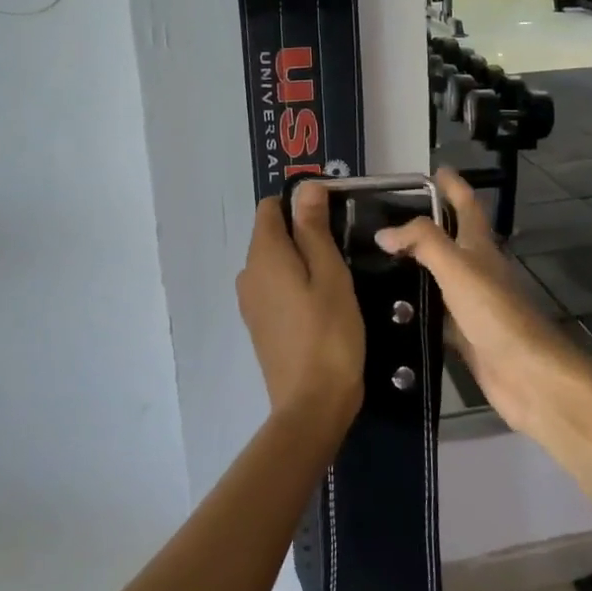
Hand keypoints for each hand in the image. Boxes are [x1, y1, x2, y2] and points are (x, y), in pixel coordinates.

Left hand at [236, 183, 365, 434]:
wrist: (312, 404)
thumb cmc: (329, 332)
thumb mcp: (330, 274)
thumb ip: (314, 228)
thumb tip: (305, 186)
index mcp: (263, 255)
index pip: (270, 208)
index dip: (300, 204)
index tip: (334, 217)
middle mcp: (248, 274)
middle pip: (271, 235)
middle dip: (303, 232)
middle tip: (343, 249)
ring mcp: (250, 302)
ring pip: (274, 263)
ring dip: (301, 260)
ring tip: (338, 277)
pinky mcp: (259, 325)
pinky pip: (275, 288)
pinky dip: (295, 284)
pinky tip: (322, 303)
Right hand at [374, 167, 591, 437]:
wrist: (527, 374)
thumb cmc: (495, 313)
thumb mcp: (458, 267)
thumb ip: (423, 242)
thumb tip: (384, 231)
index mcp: (480, 246)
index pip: (467, 205)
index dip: (453, 185)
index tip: (435, 169)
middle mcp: (477, 270)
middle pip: (450, 239)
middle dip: (424, 225)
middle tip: (384, 219)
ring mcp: (471, 304)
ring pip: (438, 278)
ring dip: (415, 267)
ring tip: (374, 261)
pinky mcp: (463, 335)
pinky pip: (434, 314)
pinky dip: (415, 308)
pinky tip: (389, 310)